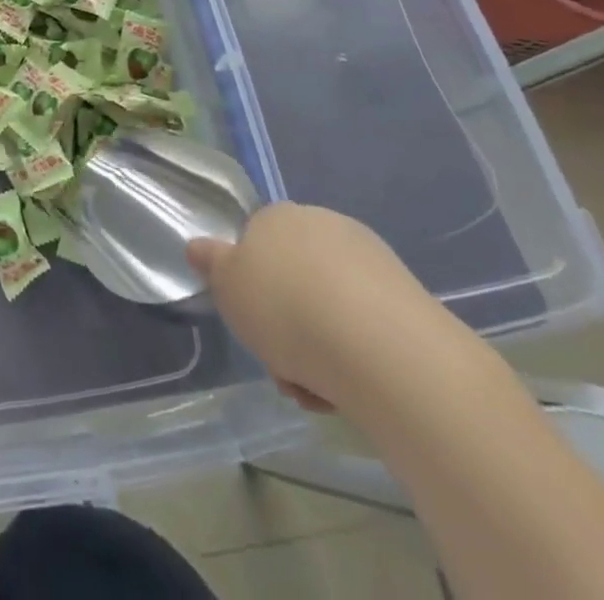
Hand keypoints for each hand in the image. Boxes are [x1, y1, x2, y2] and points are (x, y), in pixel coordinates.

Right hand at [188, 203, 467, 416]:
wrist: (376, 345)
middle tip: (281, 364)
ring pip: (329, 305)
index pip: (256, 243)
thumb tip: (197, 245)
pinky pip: (365, 324)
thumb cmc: (284, 307)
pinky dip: (353, 353)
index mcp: (277, 216)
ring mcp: (368, 257)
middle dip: (286, 322)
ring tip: (315, 388)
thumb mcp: (227, 286)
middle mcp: (322, 224)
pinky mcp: (406, 294)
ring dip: (317, 345)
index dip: (250, 287)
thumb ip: (212, 263)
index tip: (252, 323)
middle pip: (294, 277)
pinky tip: (348, 387)